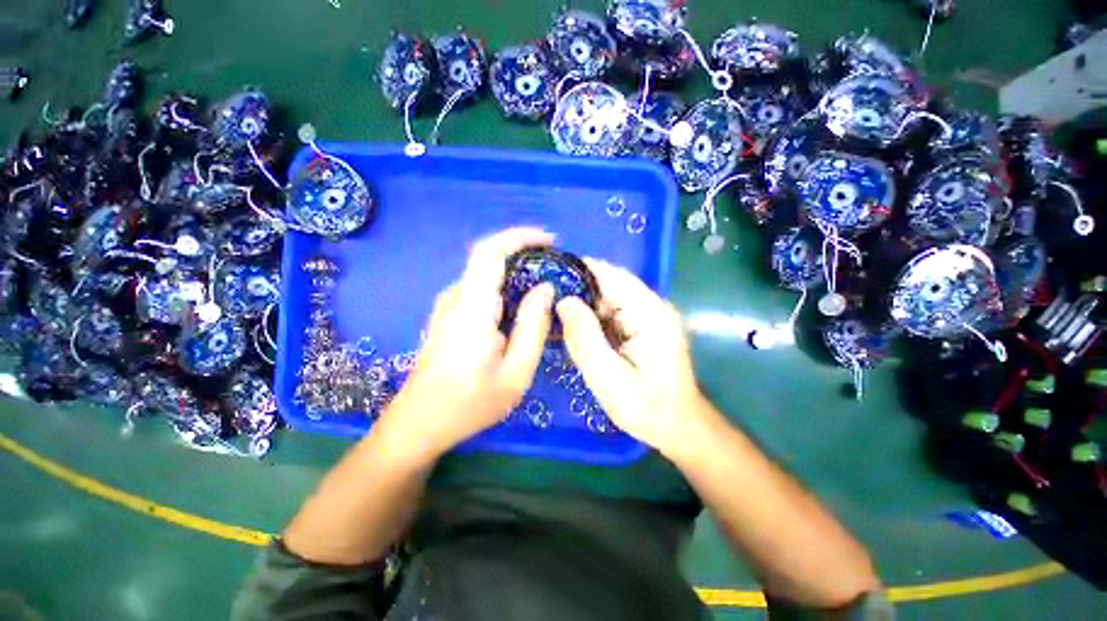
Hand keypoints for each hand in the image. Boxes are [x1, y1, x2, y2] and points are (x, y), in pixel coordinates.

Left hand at [380, 227, 555, 458]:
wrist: (419, 423)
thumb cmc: (469, 404)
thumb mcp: (516, 373)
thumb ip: (534, 327)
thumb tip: (546, 289)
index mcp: (472, 308)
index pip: (490, 252)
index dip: (520, 236)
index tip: (550, 240)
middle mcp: (456, 298)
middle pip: (489, 258)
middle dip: (524, 253)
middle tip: (554, 267)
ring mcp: (448, 305)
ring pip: (485, 273)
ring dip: (514, 271)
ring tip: (543, 287)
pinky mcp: (448, 315)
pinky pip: (480, 288)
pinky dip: (503, 286)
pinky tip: (519, 307)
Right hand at [556, 259, 703, 454]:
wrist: (679, 428)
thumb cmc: (647, 408)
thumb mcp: (608, 378)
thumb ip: (584, 338)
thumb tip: (564, 301)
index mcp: (650, 313)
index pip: (612, 276)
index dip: (581, 270)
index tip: (550, 271)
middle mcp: (653, 307)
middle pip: (610, 285)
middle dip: (579, 289)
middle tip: (545, 298)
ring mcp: (651, 316)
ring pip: (610, 299)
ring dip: (585, 304)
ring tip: (554, 311)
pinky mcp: (645, 327)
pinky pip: (614, 313)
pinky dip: (594, 317)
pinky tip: (576, 327)